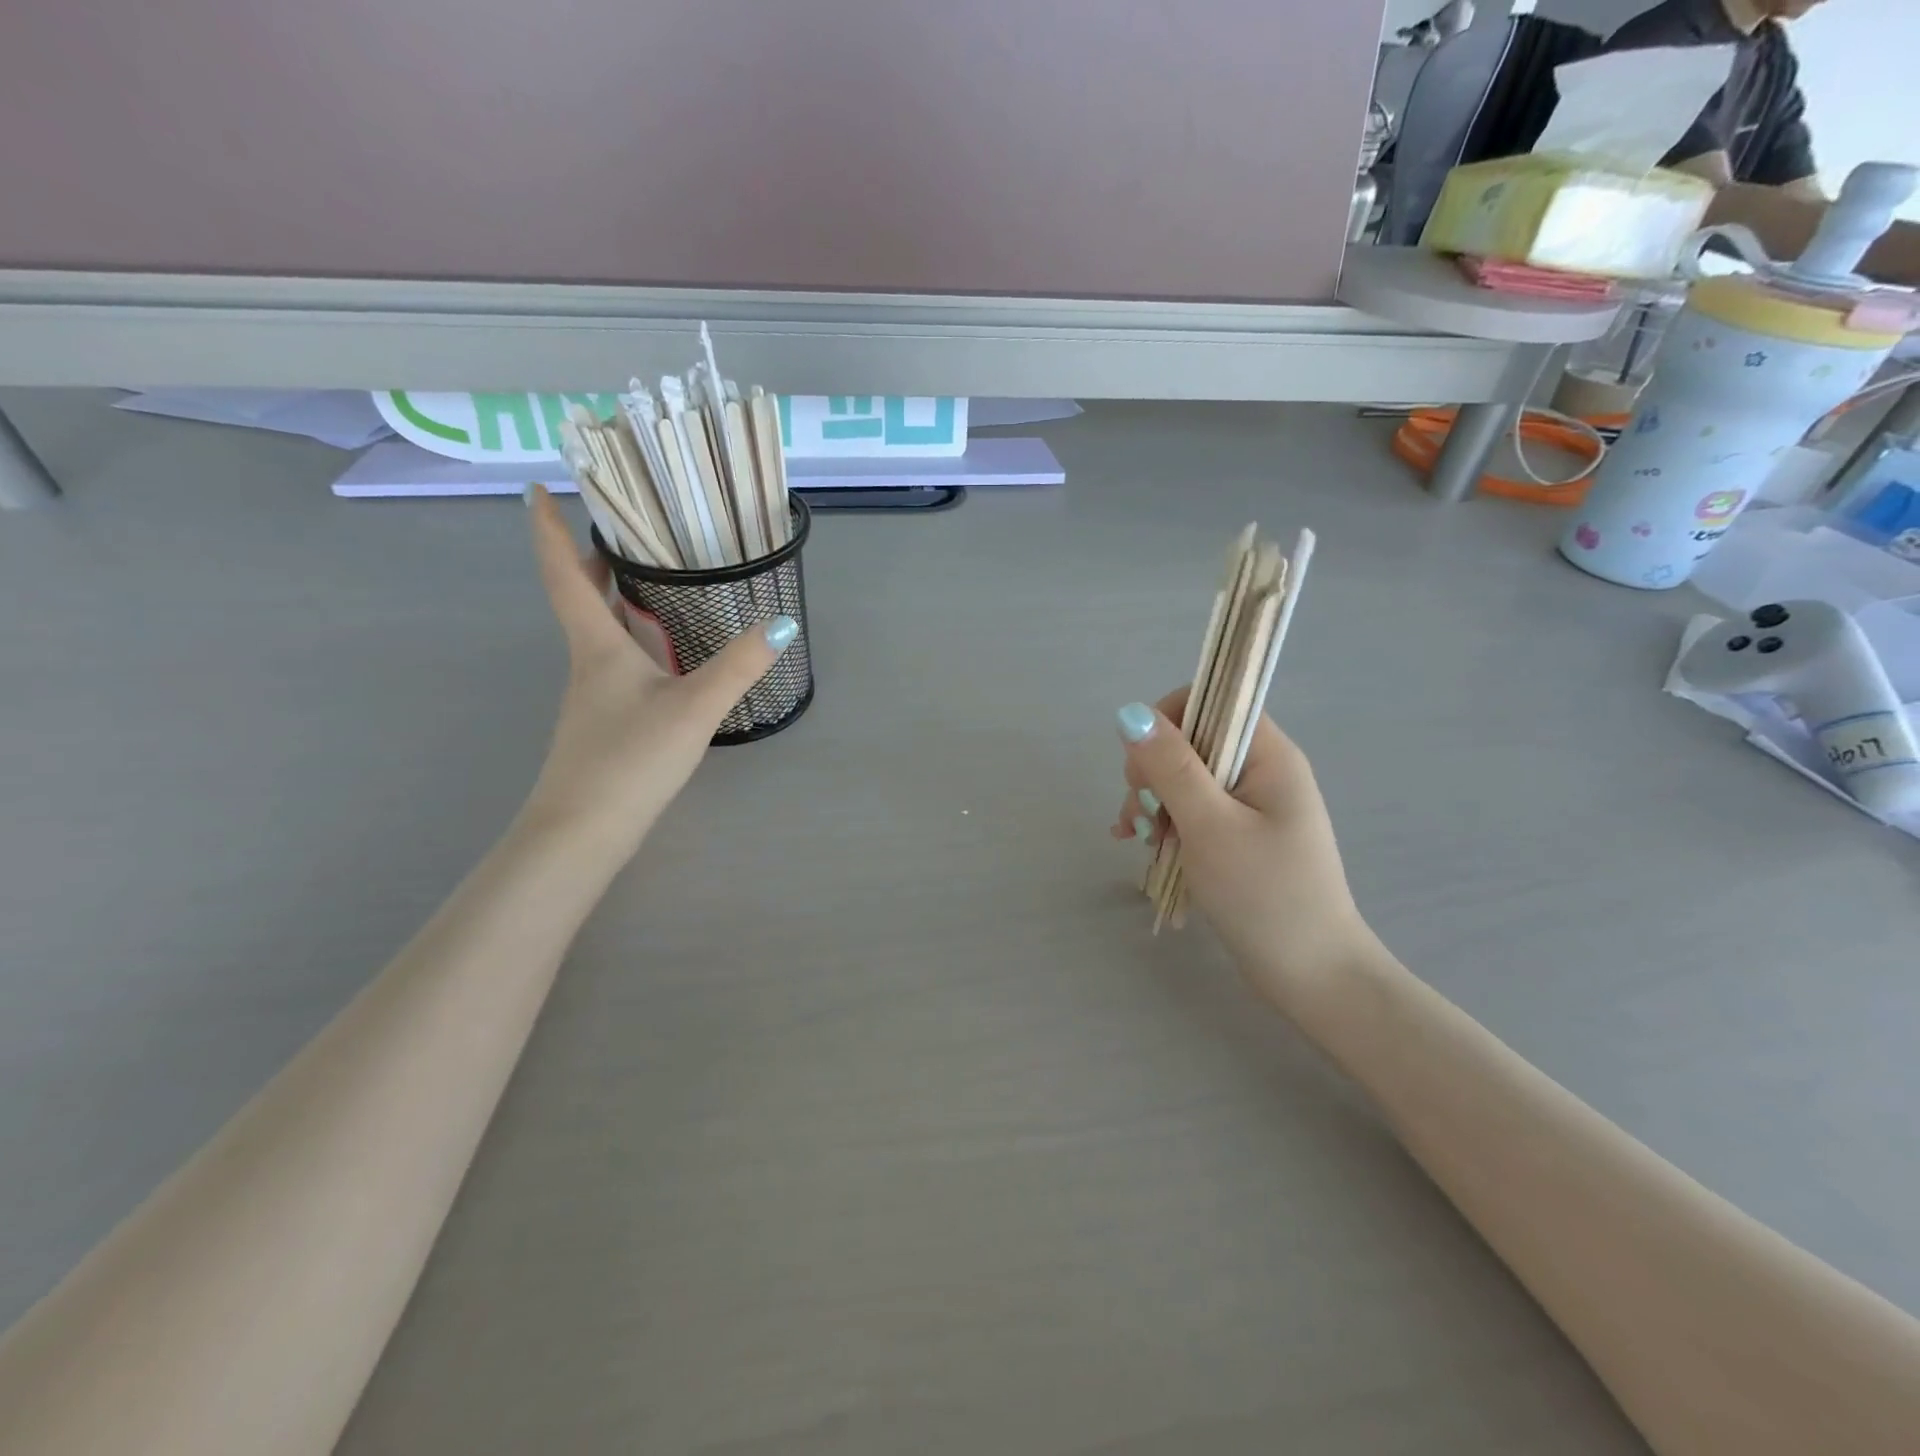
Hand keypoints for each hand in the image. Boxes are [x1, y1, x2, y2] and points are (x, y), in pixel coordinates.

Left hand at [521, 484, 795, 854]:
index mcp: (597, 647)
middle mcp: (588, 664)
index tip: (539, 487)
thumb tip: (781, 623)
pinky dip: (633, 638)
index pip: (564, 574)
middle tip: (619, 529)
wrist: (583, 832)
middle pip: (581, 599)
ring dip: (614, 598)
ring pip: (599, 632)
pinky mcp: (606, 723)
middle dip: (590, 559)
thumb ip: (739, 665)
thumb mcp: (694, 708)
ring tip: (650, 578)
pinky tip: (665, 653)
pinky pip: (616, 662)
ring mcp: (594, 696)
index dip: (548, 529)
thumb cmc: (629, 759)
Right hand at [1111, 690, 1375, 1013]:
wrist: (1311, 976)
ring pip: (1185, 780)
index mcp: (1269, 756)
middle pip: (1191, 742)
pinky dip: (1163, 825)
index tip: (1144, 766)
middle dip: (1152, 772)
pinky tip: (1137, 846)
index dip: (1168, 721)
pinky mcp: (1239, 837)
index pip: (1213, 701)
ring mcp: (1251, 807)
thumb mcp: (1209, 826)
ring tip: (1136, 841)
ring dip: (1152, 803)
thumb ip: (1171, 767)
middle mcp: (1262, 771)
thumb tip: (1131, 713)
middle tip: (1140, 814)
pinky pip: (1191, 813)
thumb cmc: (1264, 895)